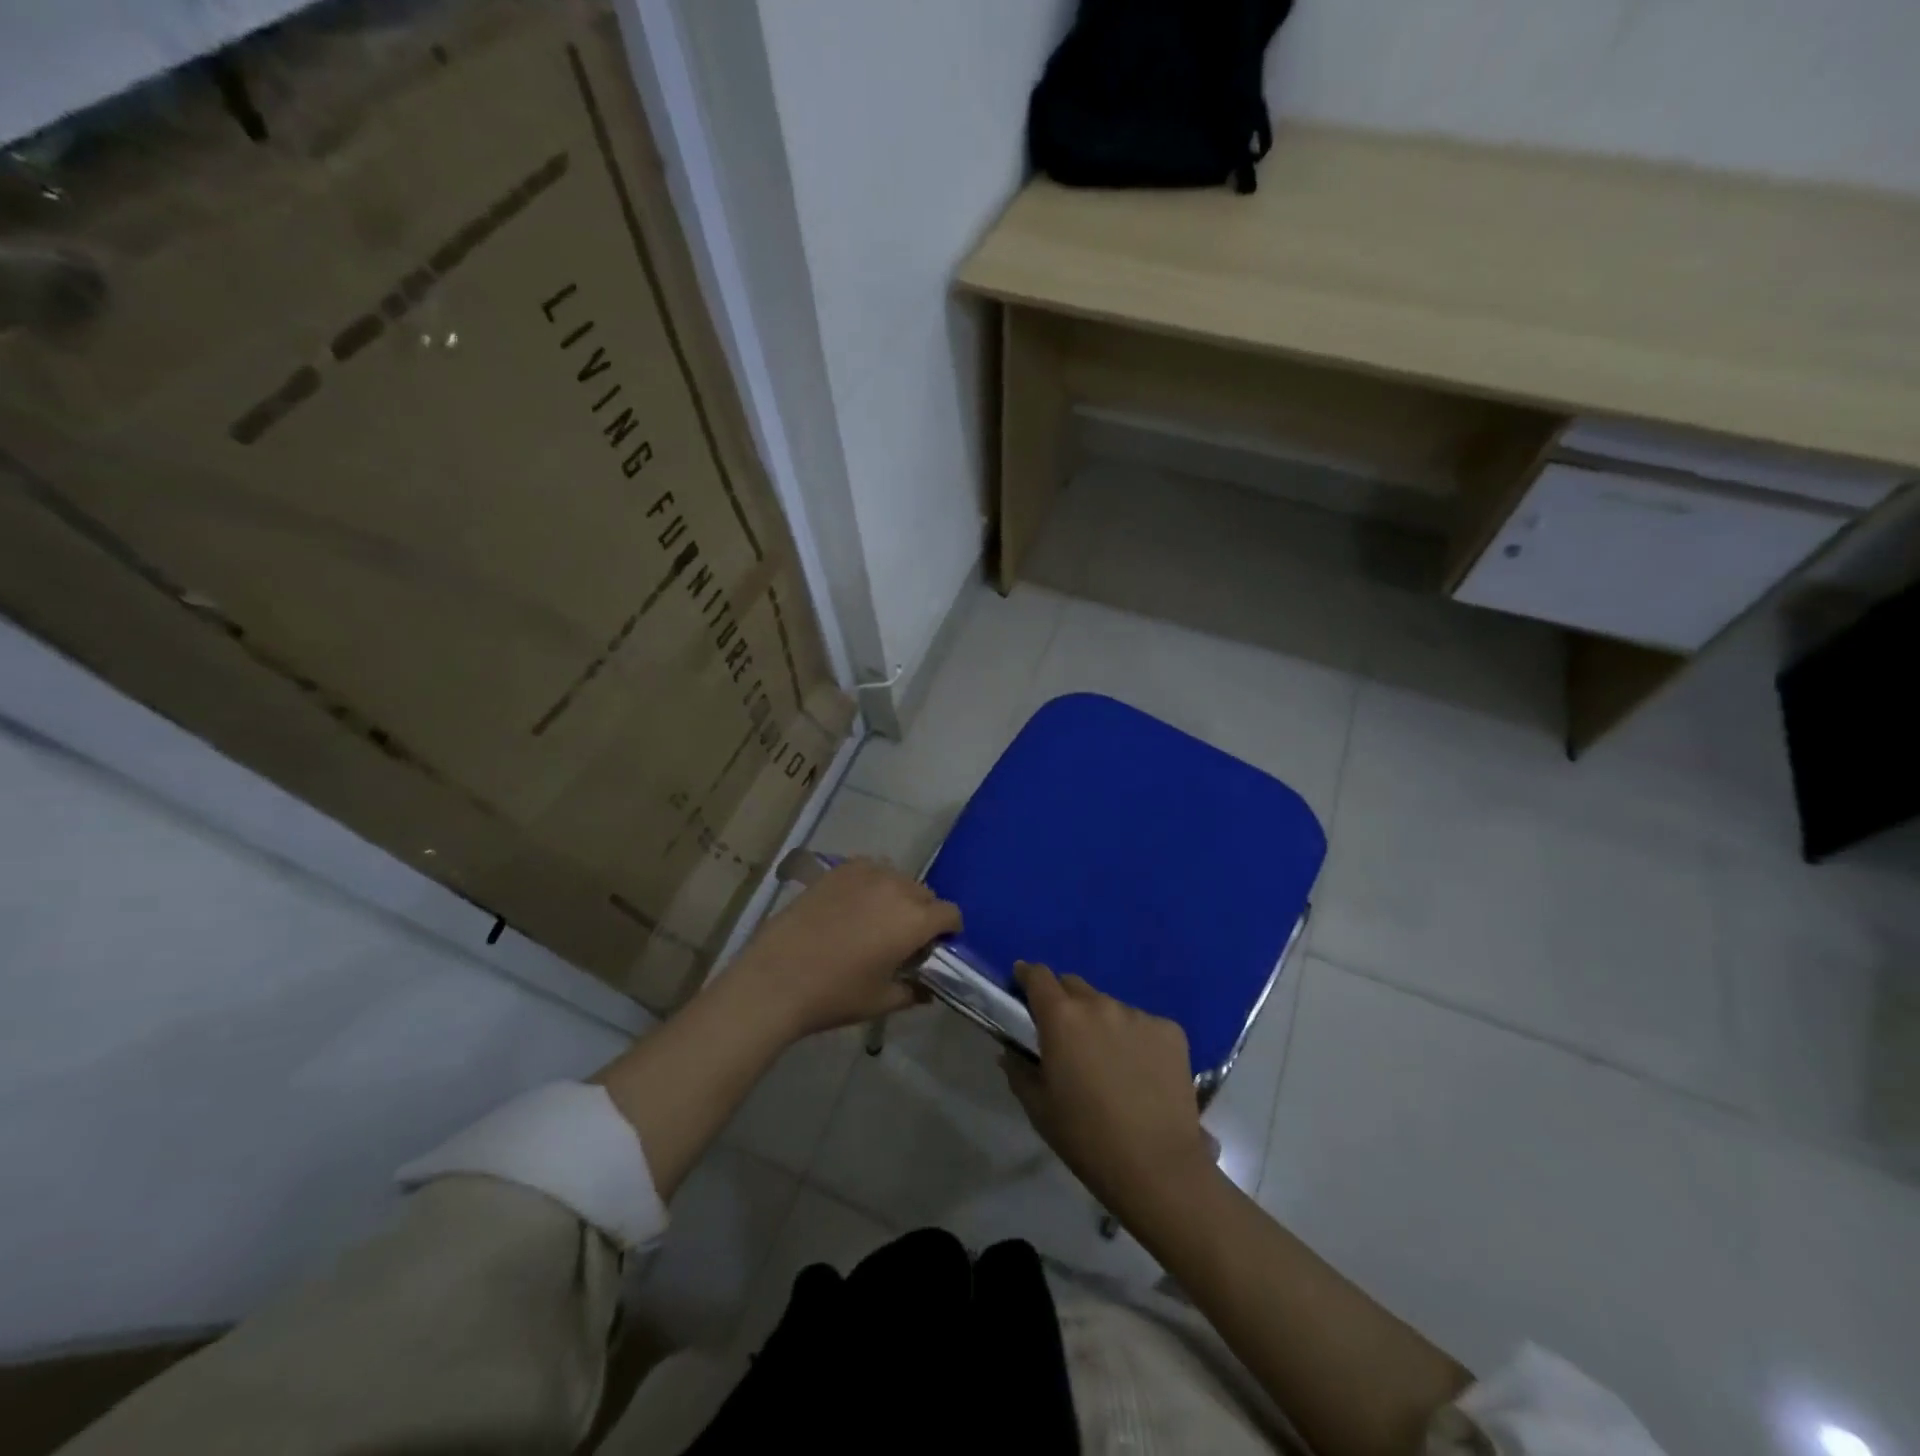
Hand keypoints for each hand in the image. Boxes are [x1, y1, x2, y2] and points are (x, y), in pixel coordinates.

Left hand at [728, 858, 960, 1039]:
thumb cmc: (835, 994)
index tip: (935, 947)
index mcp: (915, 920)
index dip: (949, 930)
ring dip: (898, 895)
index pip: (951, 913)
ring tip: (877, 919)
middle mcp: (897, 888)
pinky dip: (872, 883)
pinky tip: (854, 904)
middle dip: (923, 913)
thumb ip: (913, 992)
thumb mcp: (881, 1001)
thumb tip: (927, 990)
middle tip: (903, 939)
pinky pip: (869, 869)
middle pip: (925, 894)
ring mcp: (865, 874)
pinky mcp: (838, 870)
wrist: (776, 978)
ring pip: (898, 878)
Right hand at [1003, 963, 1216, 1212]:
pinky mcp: (1171, 1030)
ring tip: (1109, 1062)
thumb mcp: (1039, 1109)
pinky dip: (1135, 1039)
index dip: (1027, 976)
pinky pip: (1143, 1025)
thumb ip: (1019, 1071)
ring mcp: (1138, 1014)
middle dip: (1064, 1002)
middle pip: (1074, 986)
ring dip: (1102, 1023)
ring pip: (1110, 1007)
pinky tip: (1141, 1073)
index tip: (1023, 983)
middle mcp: (1099, 1004)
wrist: (1158, 1167)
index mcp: (1061, 1017)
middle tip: (1066, 1035)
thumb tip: (1010, 1052)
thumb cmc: (1087, 1139)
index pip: (1038, 976)